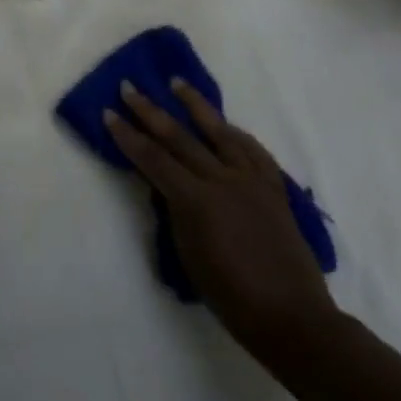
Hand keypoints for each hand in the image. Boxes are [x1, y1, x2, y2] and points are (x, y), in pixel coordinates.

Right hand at [105, 79, 336, 354]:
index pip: (152, 158)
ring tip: (177, 83)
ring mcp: (251, 181)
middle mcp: (222, 181)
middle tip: (129, 87)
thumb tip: (168, 186)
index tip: (109, 113)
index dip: (128, 135)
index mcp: (196, 200)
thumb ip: (176, 212)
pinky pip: (253, 151)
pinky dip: (236, 134)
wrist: (292, 318)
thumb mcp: (188, 254)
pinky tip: (226, 125)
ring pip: (219, 132)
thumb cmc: (231, 296)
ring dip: (195, 105)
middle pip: (179, 137)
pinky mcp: (274, 188)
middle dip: (150, 111)